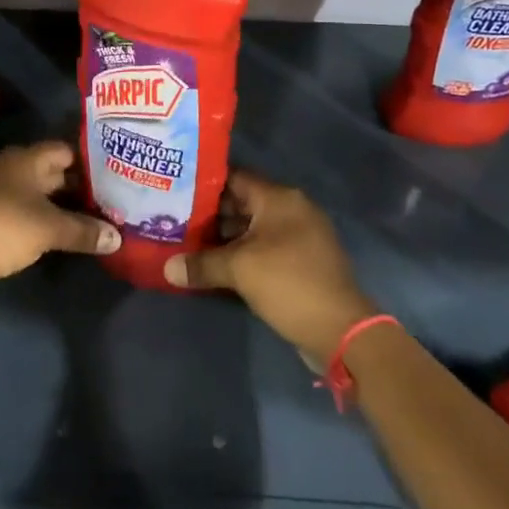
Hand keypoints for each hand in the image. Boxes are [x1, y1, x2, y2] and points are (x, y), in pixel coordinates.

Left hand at [0, 142, 119, 301]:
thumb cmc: (2, 227)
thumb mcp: (49, 228)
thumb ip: (84, 230)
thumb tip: (117, 237)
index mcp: (26, 159)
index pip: (66, 150)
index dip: (91, 160)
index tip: (117, 173)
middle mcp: (12, 169)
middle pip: (54, 172)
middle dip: (81, 186)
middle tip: (114, 199)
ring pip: (40, 194)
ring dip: (64, 206)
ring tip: (97, 219)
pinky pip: (28, 211)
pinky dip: (46, 220)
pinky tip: (65, 235)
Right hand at [163, 170, 377, 361]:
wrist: (342, 331)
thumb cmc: (289, 283)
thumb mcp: (239, 270)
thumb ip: (201, 264)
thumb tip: (166, 268)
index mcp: (279, 198)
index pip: (234, 177)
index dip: (203, 183)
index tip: (175, 191)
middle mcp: (291, 209)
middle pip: (241, 203)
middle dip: (209, 214)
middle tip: (174, 220)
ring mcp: (299, 236)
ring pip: (252, 228)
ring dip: (224, 237)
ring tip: (186, 244)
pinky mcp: (302, 261)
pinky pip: (264, 248)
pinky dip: (242, 254)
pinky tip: (215, 265)